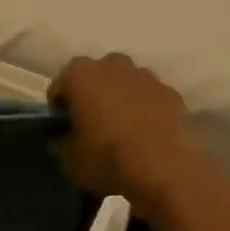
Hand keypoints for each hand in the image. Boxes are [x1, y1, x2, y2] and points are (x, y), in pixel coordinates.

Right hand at [50, 53, 197, 205]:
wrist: (165, 166)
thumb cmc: (108, 158)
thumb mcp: (69, 161)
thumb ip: (61, 143)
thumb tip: (64, 137)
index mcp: (82, 74)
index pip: (60, 85)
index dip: (59, 107)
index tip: (62, 128)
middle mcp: (114, 64)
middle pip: (96, 76)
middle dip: (92, 95)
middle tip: (91, 126)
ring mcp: (146, 75)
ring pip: (126, 83)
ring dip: (121, 99)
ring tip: (122, 131)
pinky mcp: (170, 91)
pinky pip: (150, 97)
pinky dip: (146, 109)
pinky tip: (147, 135)